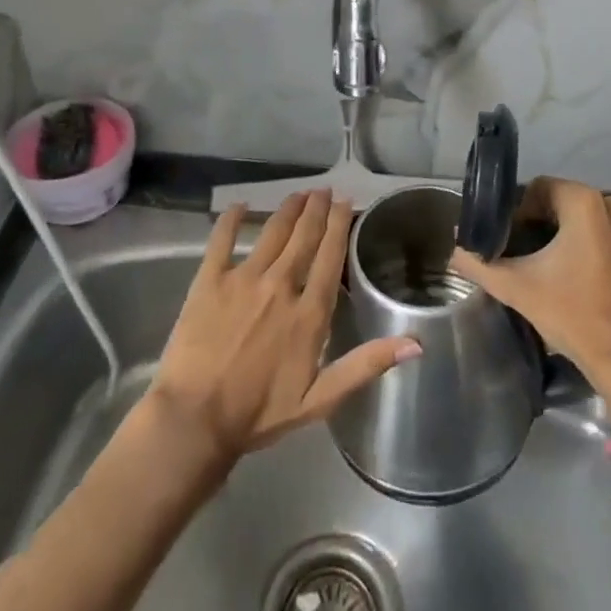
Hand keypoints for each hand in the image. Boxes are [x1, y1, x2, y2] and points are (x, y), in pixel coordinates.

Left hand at [147, 190, 419, 464]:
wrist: (195, 421)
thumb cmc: (259, 414)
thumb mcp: (321, 399)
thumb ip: (366, 365)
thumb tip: (416, 342)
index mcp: (308, 312)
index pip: (330, 257)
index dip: (339, 226)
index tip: (346, 202)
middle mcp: (280, 285)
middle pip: (303, 237)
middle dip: (317, 209)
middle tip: (324, 190)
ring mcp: (243, 278)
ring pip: (272, 232)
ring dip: (288, 209)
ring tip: (299, 194)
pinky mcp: (209, 280)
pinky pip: (222, 240)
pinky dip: (232, 219)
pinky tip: (239, 205)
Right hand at [450, 177, 610, 411]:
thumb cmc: (572, 315)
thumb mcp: (518, 288)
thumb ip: (480, 264)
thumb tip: (455, 250)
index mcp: (585, 203)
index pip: (540, 188)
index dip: (520, 210)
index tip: (511, 239)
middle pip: (564, 200)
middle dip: (542, 221)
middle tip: (525, 252)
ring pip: (586, 215)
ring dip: (566, 232)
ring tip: (549, 263)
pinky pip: (607, 231)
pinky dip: (591, 242)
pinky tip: (578, 272)